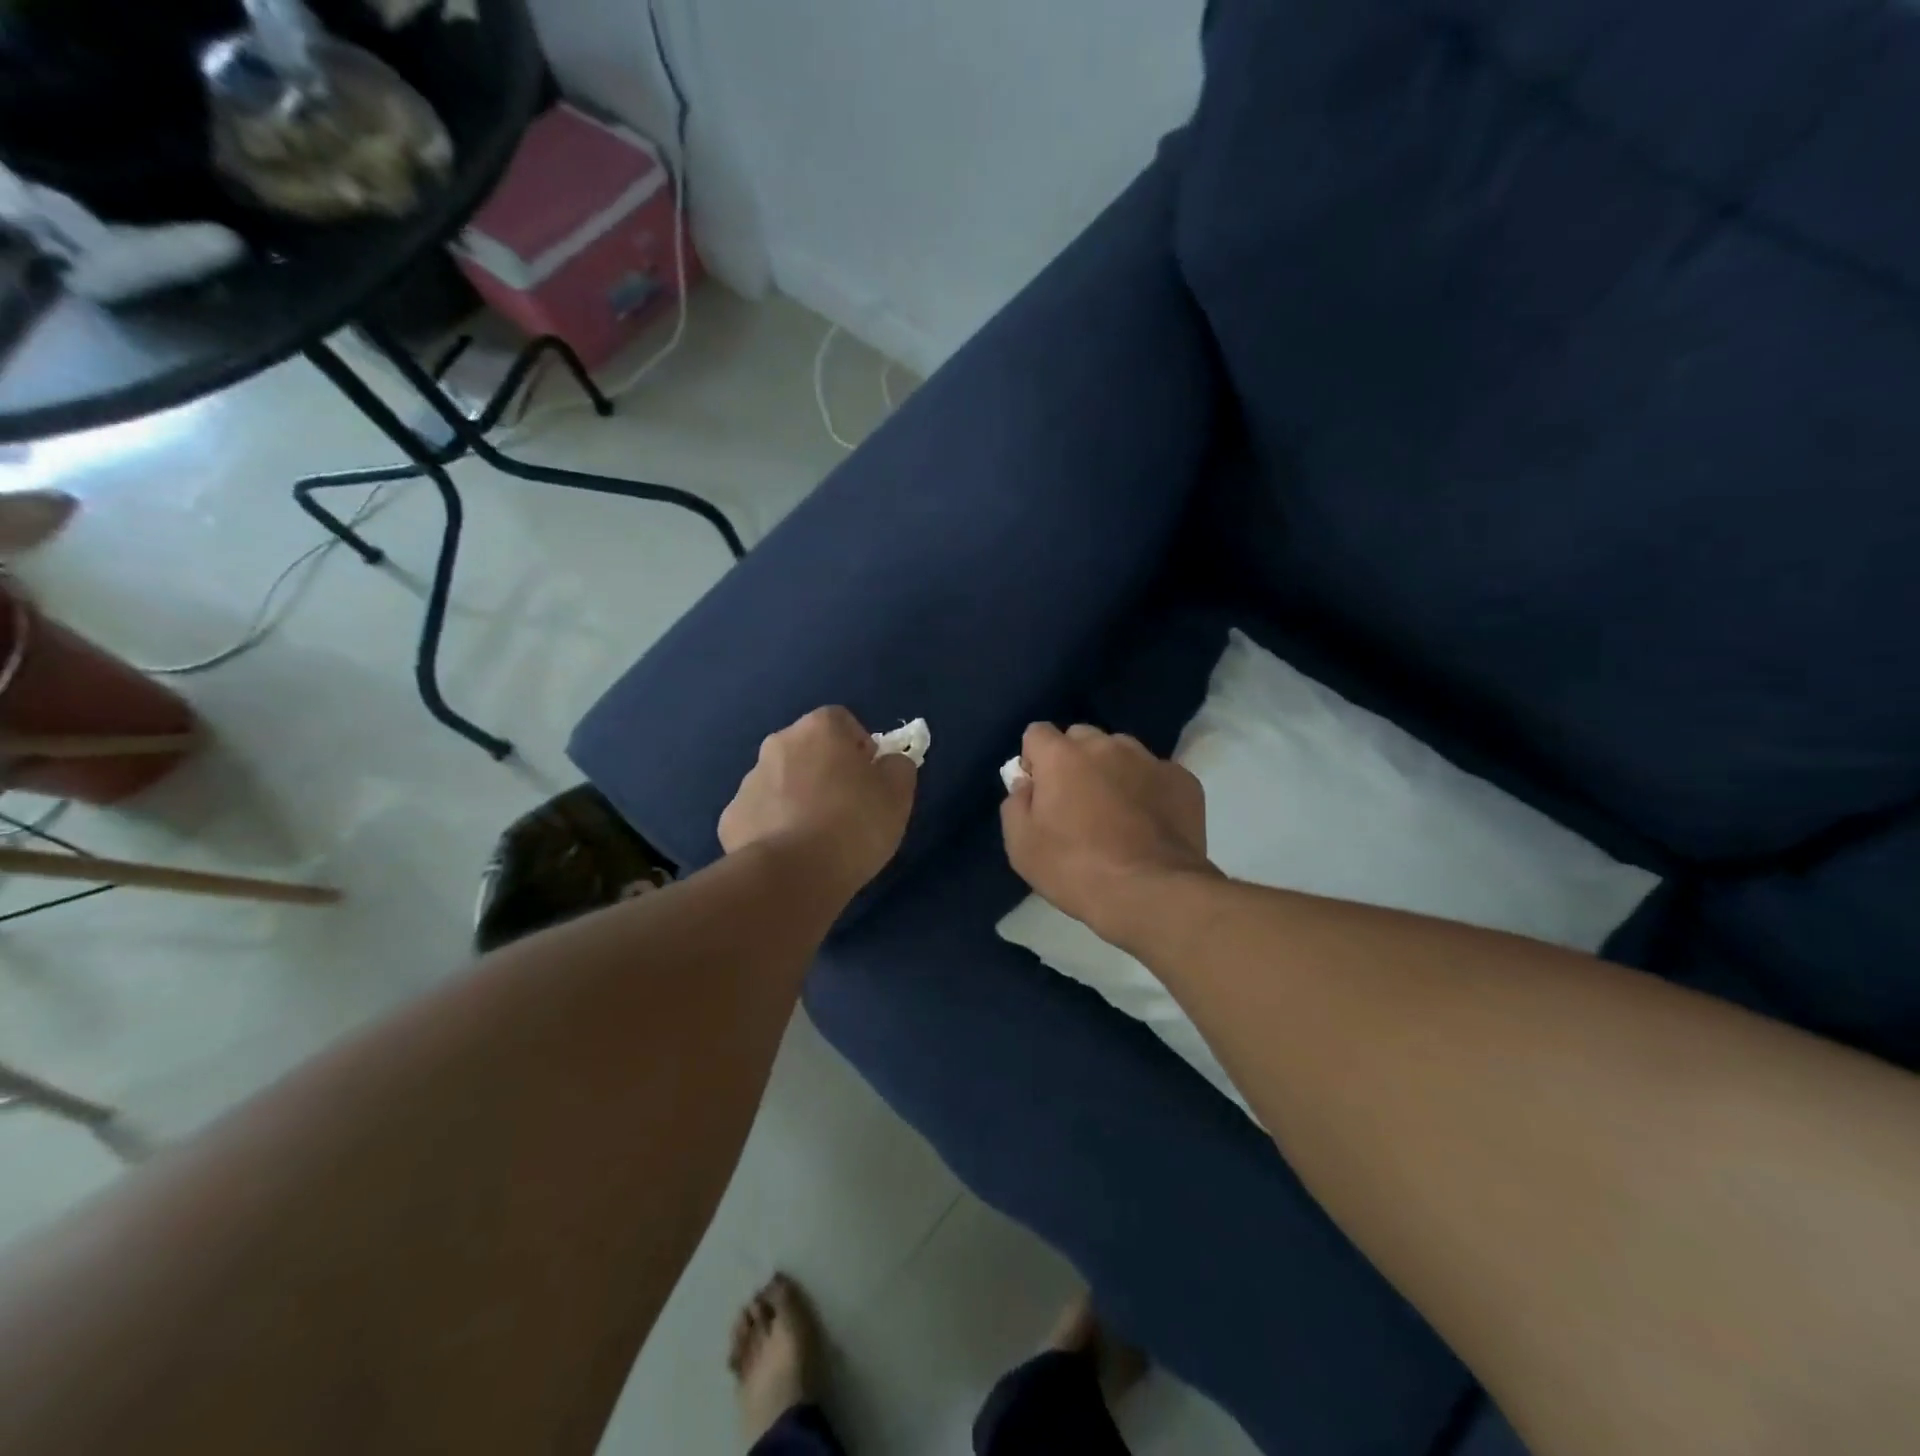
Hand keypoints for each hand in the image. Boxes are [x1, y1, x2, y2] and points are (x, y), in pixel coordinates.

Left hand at [719, 707, 917, 899]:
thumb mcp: (898, 795)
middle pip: (809, 750)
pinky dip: (775, 828)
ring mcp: (749, 781)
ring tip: (818, 839)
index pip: (842, 722)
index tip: (870, 780)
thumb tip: (888, 763)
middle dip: (826, 772)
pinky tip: (791, 855)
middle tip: (847, 810)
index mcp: (819, 729)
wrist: (790, 876)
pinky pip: (761, 815)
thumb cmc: (853, 825)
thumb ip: (898, 768)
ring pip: (782, 782)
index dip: (859, 748)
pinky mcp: (731, 818)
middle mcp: (778, 744)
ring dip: (799, 799)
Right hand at [1000, 723, 1216, 944]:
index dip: (1034, 760)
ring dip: (1112, 771)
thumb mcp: (1021, 846)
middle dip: (1073, 760)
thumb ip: (1016, 804)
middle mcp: (1106, 746)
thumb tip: (1027, 785)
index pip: (1037, 733)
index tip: (1039, 792)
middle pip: (1081, 737)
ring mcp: (1149, 759)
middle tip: (1076, 804)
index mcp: (1062, 756)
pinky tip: (1149, 823)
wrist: (1152, 893)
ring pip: (1121, 751)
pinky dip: (1148, 789)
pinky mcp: (1183, 780)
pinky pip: (1156, 773)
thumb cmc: (1076, 870)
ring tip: (1117, 813)